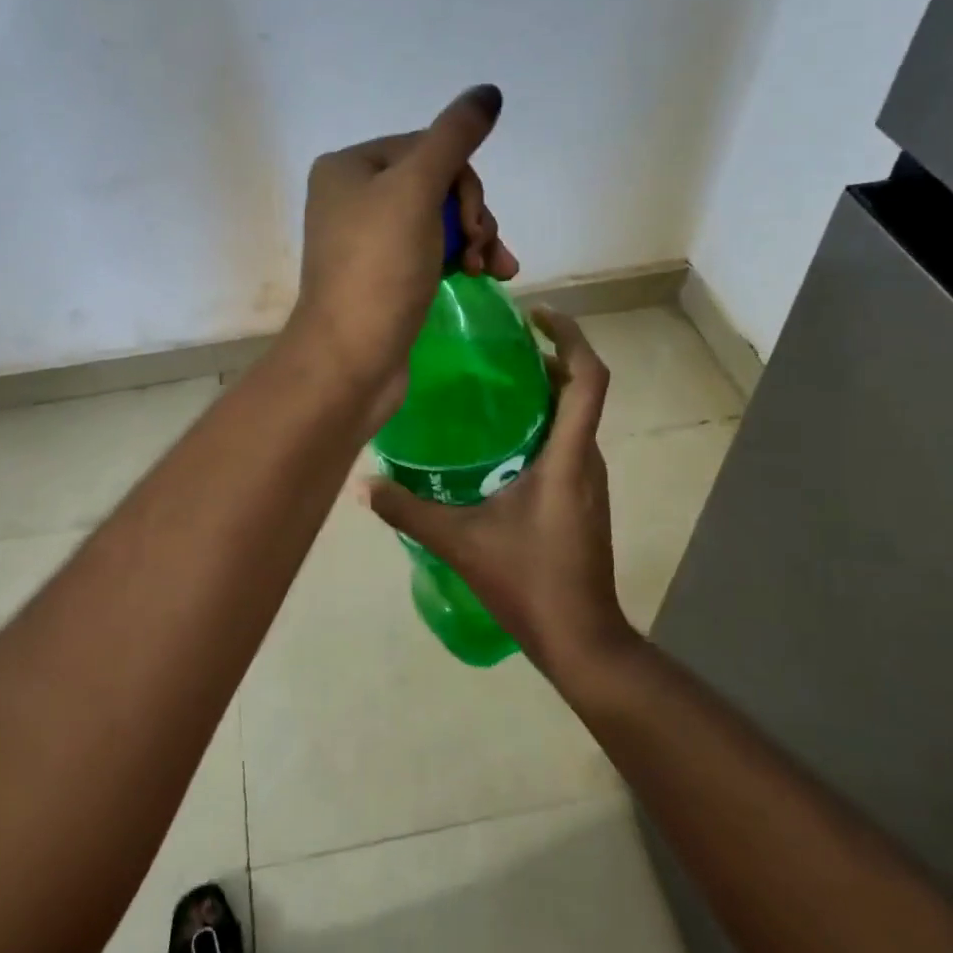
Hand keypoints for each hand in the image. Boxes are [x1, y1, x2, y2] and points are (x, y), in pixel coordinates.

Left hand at [286, 84, 517, 417]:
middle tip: (479, 248)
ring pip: (440, 219)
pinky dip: (460, 259)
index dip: (463, 181)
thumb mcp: (417, 191)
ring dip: (475, 238)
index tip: (473, 222)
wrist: (351, 359)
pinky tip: (487, 275)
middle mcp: (352, 197)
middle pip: (436, 183)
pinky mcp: (383, 277)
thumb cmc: (379, 269)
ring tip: (491, 269)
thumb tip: (488, 92)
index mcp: (348, 167)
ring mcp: (367, 240)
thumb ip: (454, 138)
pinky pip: (432, 251)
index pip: (427, 147)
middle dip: (471, 214)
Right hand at [361, 308, 635, 674]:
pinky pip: (569, 442)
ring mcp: (589, 481)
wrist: (581, 638)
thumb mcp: (461, 543)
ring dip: (548, 390)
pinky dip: (545, 423)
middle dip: (551, 356)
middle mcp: (587, 459)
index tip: (540, 314)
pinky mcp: (584, 499)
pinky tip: (503, 441)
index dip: (571, 337)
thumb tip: (363, 485)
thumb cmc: (530, 582)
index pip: (588, 378)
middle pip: (582, 390)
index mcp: (568, 457)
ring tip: (498, 381)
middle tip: (503, 343)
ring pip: (576, 418)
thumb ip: (409, 512)